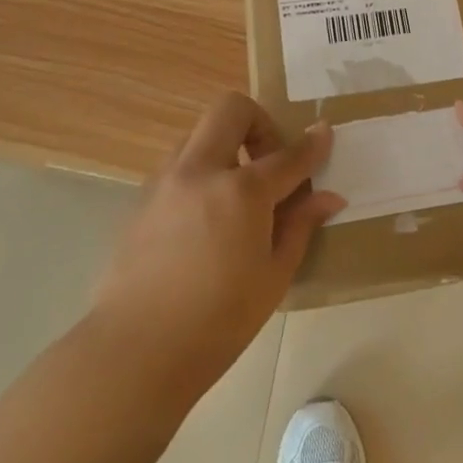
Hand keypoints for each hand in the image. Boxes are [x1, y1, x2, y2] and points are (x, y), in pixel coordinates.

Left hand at [89, 93, 341, 403]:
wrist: (133, 353)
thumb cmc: (217, 323)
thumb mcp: (273, 277)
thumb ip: (299, 226)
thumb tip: (328, 197)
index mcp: (241, 191)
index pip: (287, 155)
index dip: (312, 144)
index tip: (325, 133)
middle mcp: (201, 170)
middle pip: (232, 110)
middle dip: (259, 123)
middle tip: (269, 163)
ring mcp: (166, 180)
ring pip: (200, 133)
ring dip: (225, 146)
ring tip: (237, 192)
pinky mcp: (142, 199)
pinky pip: (178, 164)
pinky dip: (201, 171)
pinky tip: (206, 217)